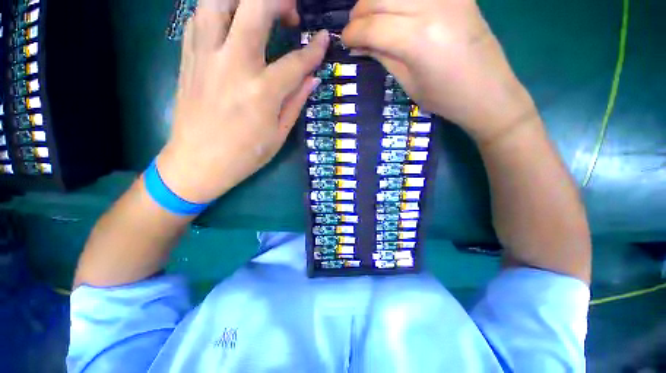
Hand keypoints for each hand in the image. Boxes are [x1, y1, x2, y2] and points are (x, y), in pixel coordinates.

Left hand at [157, 0, 329, 203]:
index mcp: (262, 92)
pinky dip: (219, 10)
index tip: (324, 40)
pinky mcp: (188, 57)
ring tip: (259, 12)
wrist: (198, 162)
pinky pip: (199, 16)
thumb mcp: (279, 134)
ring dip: (244, 0)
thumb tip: (312, 79)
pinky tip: (231, 23)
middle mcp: (233, 65)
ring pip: (219, 0)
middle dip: (280, 1)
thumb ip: (296, 102)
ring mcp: (206, 56)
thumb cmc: (245, 155)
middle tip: (291, 15)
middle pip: (256, 7)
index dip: (315, 50)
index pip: (296, 61)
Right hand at [342, 0, 537, 143]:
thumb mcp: (407, 82)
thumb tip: (359, 44)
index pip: (371, 26)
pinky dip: (398, 0)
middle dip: (359, 13)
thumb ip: (382, 56)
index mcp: (417, 39)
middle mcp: (431, 7)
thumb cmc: (444, 98)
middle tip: (355, 30)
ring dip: (376, 1)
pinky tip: (395, 12)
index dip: (352, 33)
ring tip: (372, 19)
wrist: (488, 92)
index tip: (345, 41)